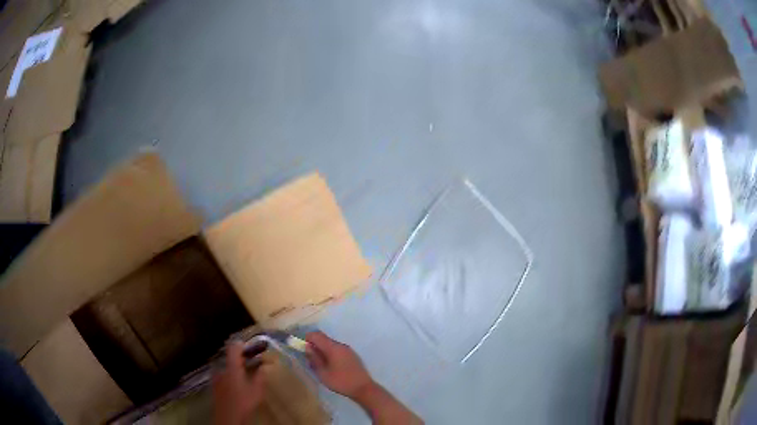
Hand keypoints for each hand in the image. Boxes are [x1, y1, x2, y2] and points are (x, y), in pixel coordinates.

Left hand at [212, 341, 269, 424]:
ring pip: (226, 365)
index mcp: (231, 367)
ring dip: (235, 365)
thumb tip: (265, 366)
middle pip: (229, 356)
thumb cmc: (244, 402)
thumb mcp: (257, 390)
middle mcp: (221, 368)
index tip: (252, 346)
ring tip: (246, 372)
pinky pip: (223, 373)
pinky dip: (230, 373)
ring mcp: (216, 376)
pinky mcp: (215, 384)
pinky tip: (238, 382)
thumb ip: (260, 376)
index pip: (233, 347)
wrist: (228, 417)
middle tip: (252, 359)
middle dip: (241, 356)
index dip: (242, 344)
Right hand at [305, 331, 374, 397]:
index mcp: (333, 347)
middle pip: (324, 339)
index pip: (316, 335)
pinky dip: (330, 353)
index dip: (307, 338)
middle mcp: (341, 345)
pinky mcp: (352, 356)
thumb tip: (307, 348)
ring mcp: (348, 350)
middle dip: (314, 345)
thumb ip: (314, 359)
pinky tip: (329, 366)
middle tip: (309, 358)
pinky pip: (337, 350)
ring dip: (322, 350)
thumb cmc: (341, 382)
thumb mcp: (323, 373)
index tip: (302, 348)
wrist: (364, 388)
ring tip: (318, 364)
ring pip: (330, 345)